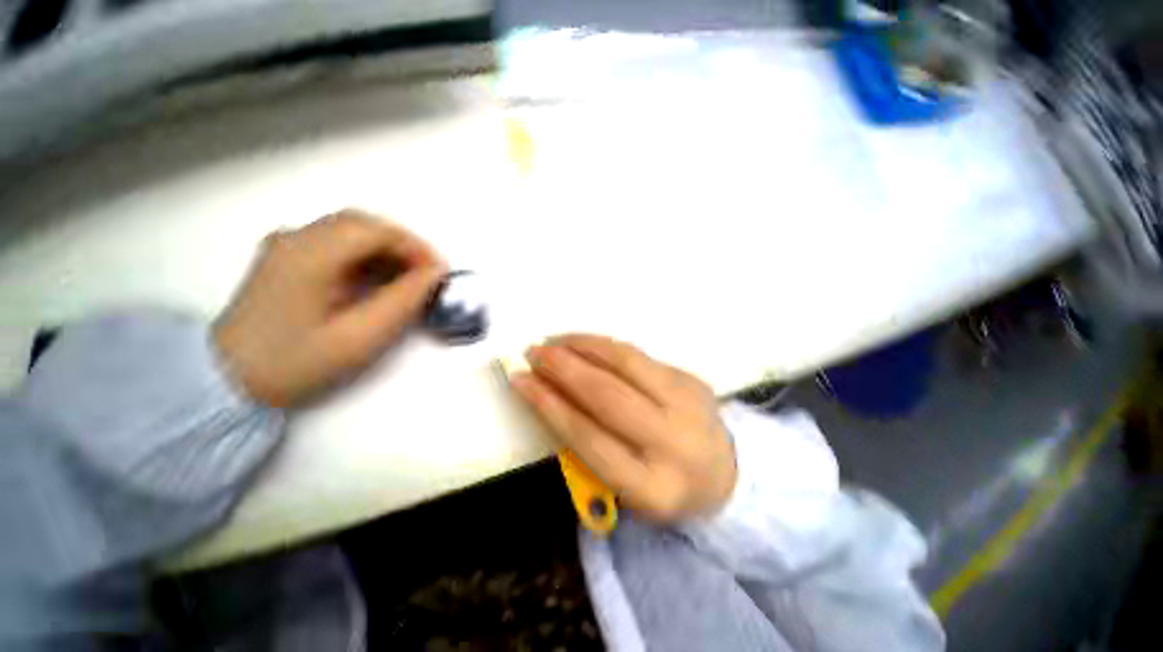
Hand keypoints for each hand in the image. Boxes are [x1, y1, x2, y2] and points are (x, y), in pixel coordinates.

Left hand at [214, 210, 446, 406]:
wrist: (227, 380)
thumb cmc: (297, 363)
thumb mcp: (360, 337)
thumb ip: (404, 301)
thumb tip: (435, 274)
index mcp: (311, 255)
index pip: (376, 231)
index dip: (416, 247)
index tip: (439, 274)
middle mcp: (296, 238)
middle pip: (363, 224)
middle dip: (404, 246)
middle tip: (427, 275)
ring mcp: (286, 245)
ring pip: (350, 231)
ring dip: (386, 250)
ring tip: (408, 280)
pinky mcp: (285, 258)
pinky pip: (335, 243)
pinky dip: (365, 255)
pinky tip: (376, 279)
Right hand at [511, 334, 736, 522]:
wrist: (725, 473)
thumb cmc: (662, 484)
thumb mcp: (624, 486)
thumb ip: (587, 446)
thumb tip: (550, 393)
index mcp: (652, 488)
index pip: (589, 438)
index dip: (549, 405)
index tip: (521, 381)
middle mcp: (674, 443)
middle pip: (608, 395)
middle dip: (564, 369)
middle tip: (534, 353)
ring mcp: (688, 404)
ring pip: (625, 363)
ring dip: (582, 347)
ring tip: (555, 341)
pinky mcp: (691, 379)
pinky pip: (638, 355)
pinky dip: (603, 345)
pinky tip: (583, 342)